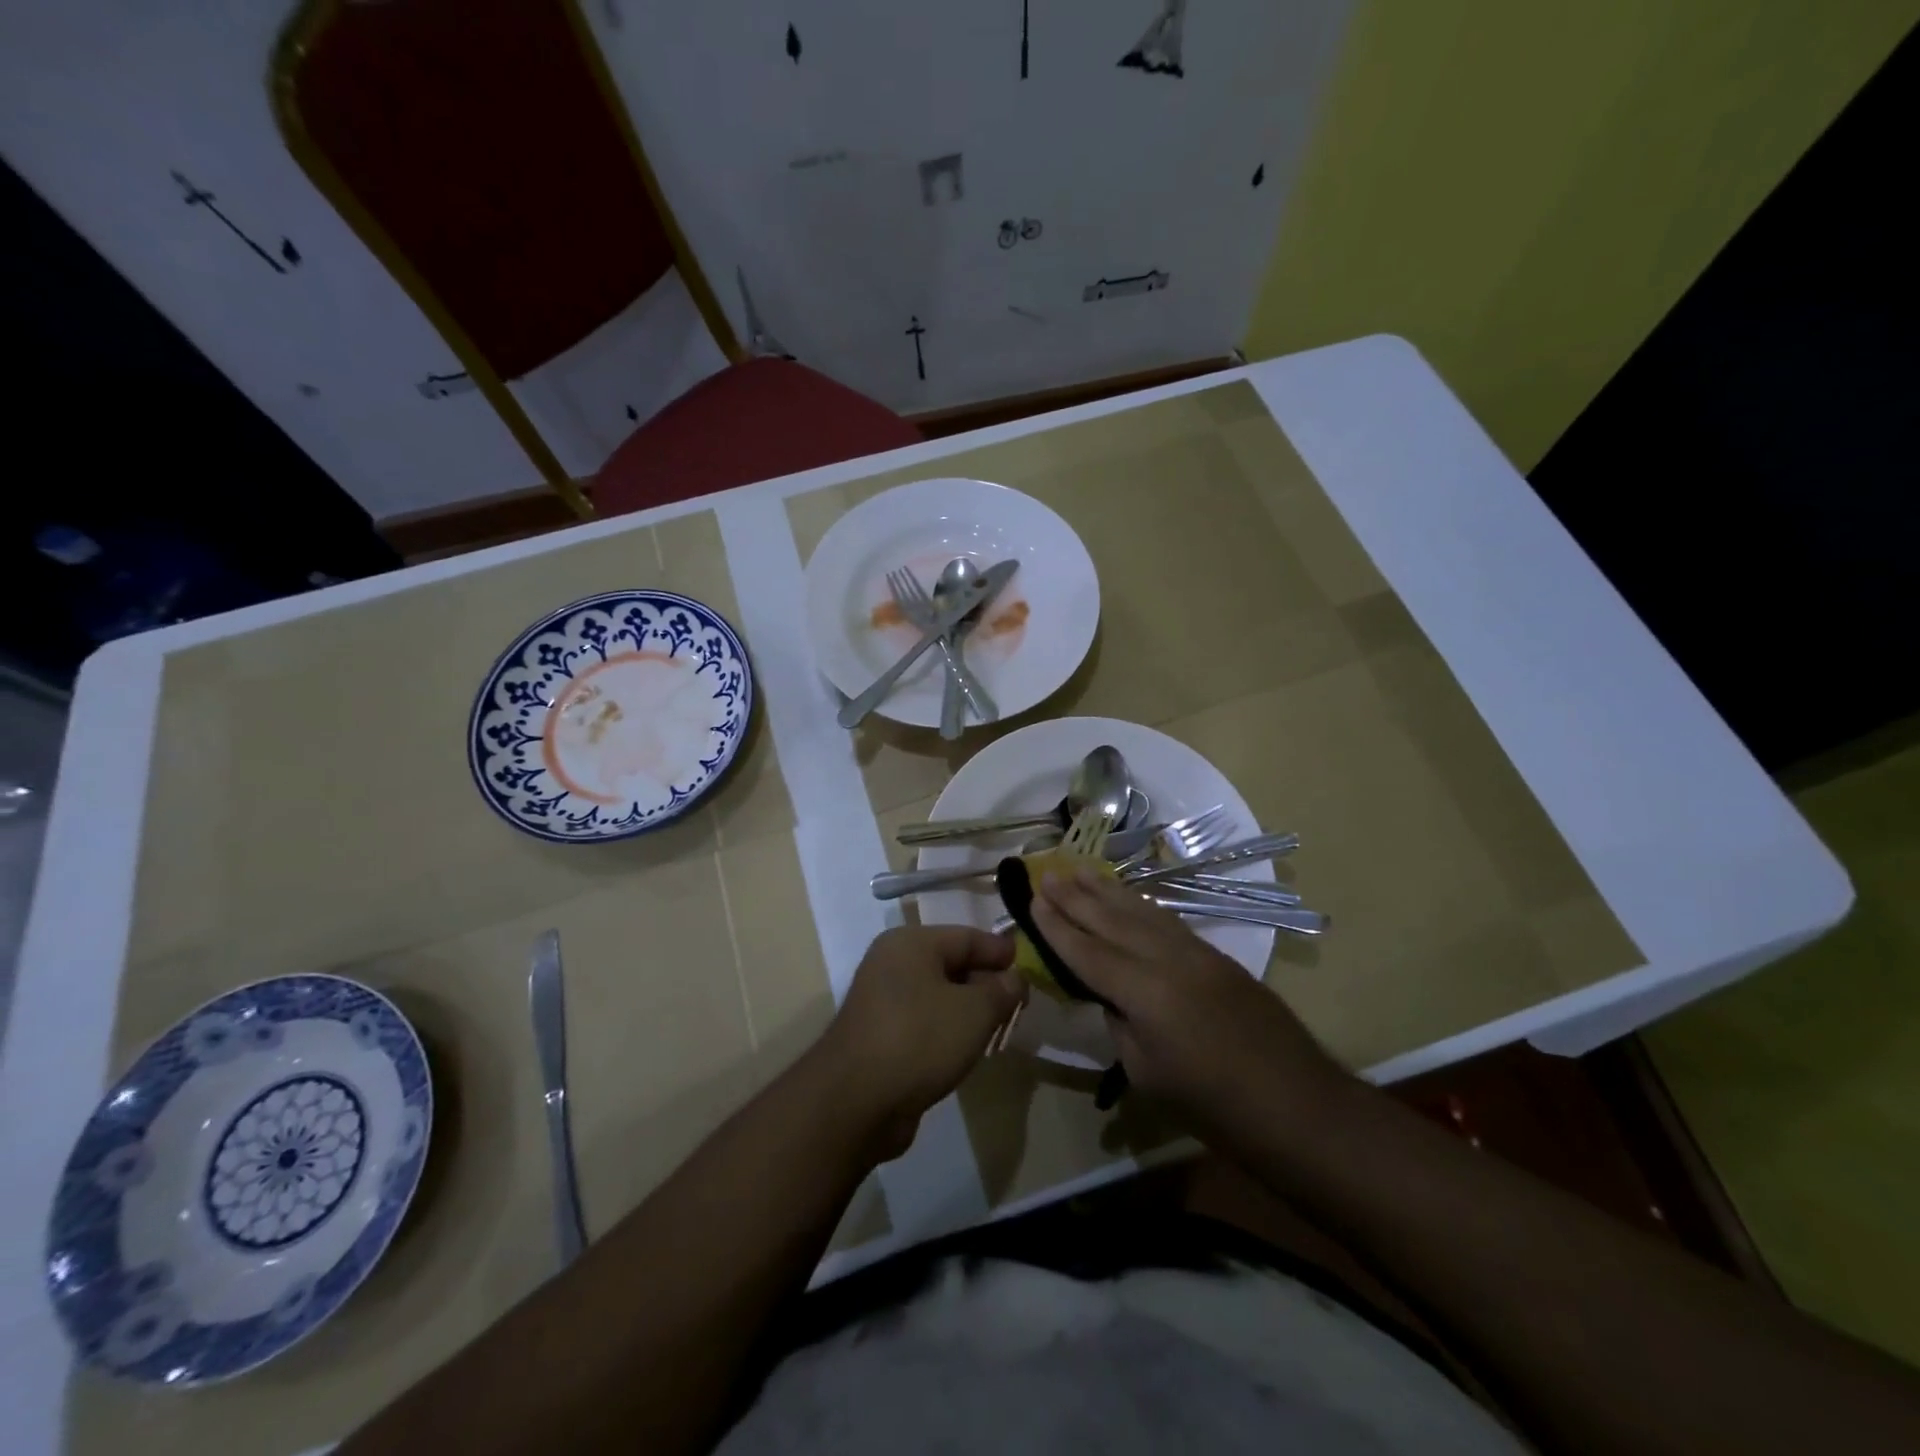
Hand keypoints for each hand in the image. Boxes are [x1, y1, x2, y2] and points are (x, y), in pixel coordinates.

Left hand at [814, 925, 1024, 1160]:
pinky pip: (924, 1022)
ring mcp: (881, 1000)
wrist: (855, 1101)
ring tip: (998, 1029)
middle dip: (987, 984)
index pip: (967, 936)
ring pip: (938, 996)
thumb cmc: (920, 1039)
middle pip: (952, 964)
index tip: (1030, 972)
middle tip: (1019, 1006)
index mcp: (910, 943)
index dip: (1001, 953)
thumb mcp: (975, 1011)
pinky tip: (967, 1050)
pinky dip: (947, 1031)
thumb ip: (1001, 990)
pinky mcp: (879, 1035)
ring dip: (969, 1010)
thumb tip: (1014, 980)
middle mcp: (892, 963)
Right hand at [1031, 868, 1346, 1131]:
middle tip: (1045, 873)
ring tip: (1077, 869)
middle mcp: (1168, 959)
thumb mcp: (1146, 1072)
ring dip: (1105, 890)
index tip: (1032, 901)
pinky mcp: (1215, 955)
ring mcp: (1196, 952)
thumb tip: (1110, 993)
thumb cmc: (1213, 1105)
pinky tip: (1125, 897)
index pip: (1088, 952)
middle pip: (1111, 920)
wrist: (1297, 1105)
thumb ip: (1121, 1022)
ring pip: (1141, 911)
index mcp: (1145, 993)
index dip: (1057, 927)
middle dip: (1075, 896)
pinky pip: (1165, 920)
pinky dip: (1138, 904)